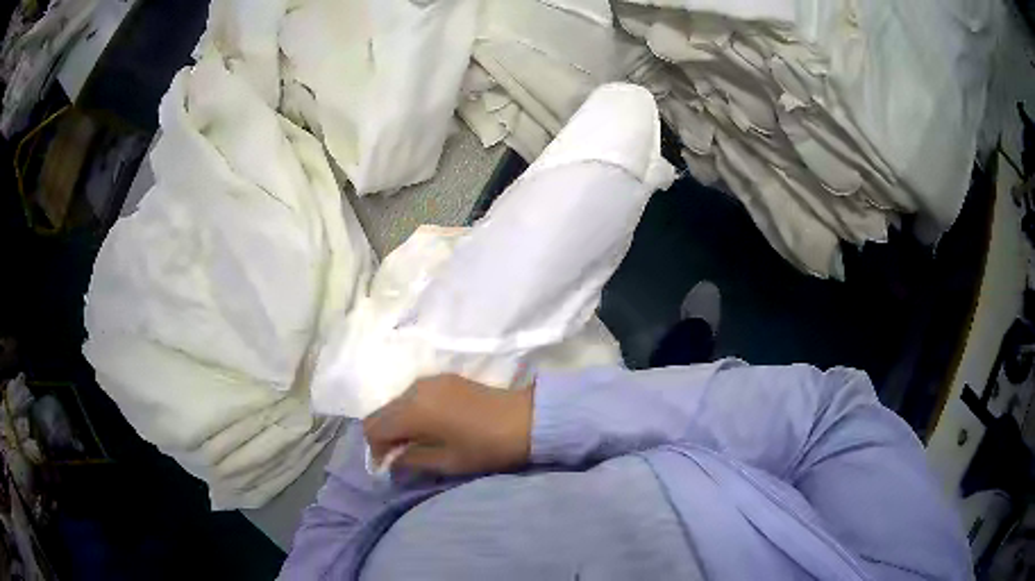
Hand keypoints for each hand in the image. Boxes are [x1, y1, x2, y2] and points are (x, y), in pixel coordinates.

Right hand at [363, 374, 532, 475]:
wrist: (525, 419)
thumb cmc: (485, 447)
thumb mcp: (446, 462)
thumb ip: (411, 460)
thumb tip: (391, 461)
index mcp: (412, 410)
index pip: (373, 427)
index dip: (374, 449)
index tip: (387, 466)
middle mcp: (414, 389)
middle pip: (381, 412)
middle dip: (384, 436)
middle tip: (399, 457)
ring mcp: (429, 380)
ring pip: (396, 402)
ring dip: (398, 423)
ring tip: (415, 443)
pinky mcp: (443, 378)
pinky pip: (413, 395)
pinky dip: (411, 412)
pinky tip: (429, 426)